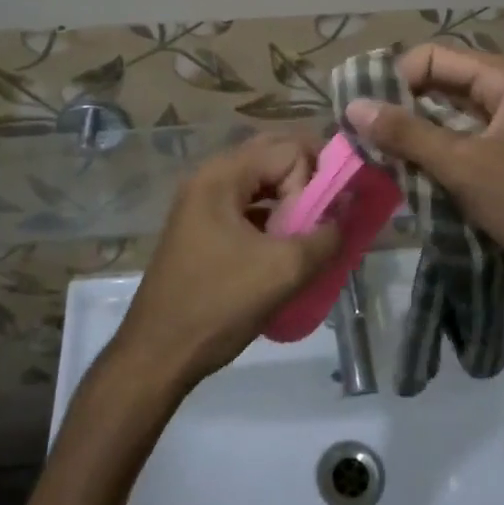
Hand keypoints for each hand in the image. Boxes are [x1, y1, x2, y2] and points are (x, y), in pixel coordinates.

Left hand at [112, 136, 340, 390]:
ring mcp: (201, 201)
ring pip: (259, 180)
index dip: (313, 181)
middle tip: (327, 212)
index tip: (317, 221)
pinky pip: (246, 203)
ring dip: (289, 198)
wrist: (157, 354)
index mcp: (223, 176)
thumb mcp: (284, 271)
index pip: (289, 150)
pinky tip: (284, 243)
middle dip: (306, 179)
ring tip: (308, 231)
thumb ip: (325, 235)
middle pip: (272, 155)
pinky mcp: (201, 226)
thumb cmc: (219, 305)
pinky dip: (271, 214)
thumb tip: (346, 212)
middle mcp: (209, 177)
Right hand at [344, 44, 503, 297]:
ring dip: (411, 130)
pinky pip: (454, 139)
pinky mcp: (499, 153)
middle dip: (400, 104)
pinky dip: (428, 149)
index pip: (434, 57)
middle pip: (438, 82)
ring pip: (444, 113)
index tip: (369, 111)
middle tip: (363, 131)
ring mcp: (503, 123)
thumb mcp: (462, 165)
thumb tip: (353, 107)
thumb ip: (407, 134)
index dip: (398, 78)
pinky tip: (402, 168)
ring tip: (375, 150)